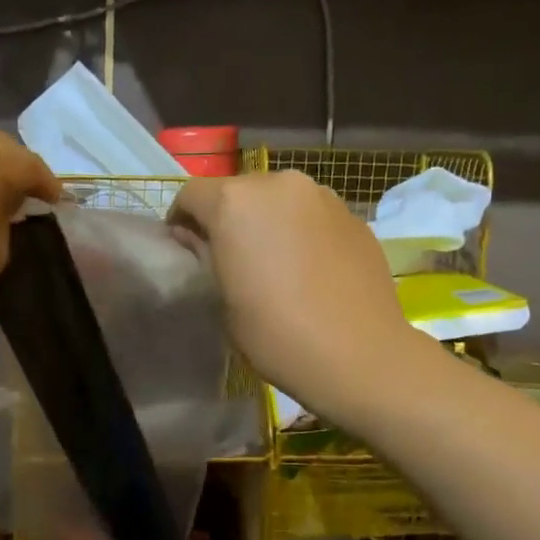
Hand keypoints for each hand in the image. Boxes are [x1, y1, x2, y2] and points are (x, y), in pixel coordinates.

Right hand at [169, 171, 427, 417]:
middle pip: (238, 191)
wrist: (358, 354)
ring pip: (279, 199)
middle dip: (228, 217)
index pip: (192, 195)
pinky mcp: (353, 215)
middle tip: (231, 257)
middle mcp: (278, 184)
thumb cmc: (275, 332)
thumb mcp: (223, 298)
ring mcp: (322, 196)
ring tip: (273, 261)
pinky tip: (308, 268)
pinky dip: (301, 230)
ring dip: (267, 221)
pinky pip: (312, 214)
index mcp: (236, 202)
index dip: (181, 220)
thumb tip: (194, 235)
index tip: (186, 248)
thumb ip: (205, 254)